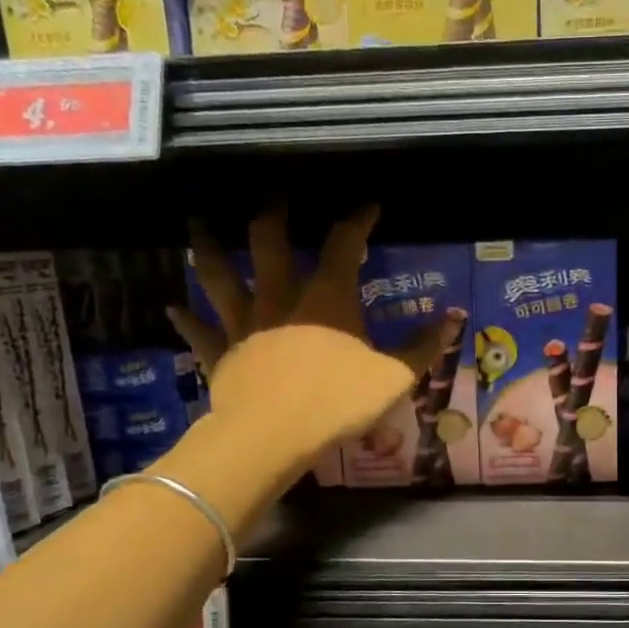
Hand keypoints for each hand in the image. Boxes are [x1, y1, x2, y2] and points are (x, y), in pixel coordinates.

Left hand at [166, 209, 441, 471]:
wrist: (273, 437)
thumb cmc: (337, 402)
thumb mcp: (394, 377)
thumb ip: (423, 347)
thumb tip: (456, 317)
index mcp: (326, 299)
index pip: (343, 245)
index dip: (357, 220)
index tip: (368, 204)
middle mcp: (280, 299)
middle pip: (269, 243)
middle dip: (272, 213)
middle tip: (272, 191)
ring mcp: (244, 325)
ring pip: (220, 276)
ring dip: (208, 248)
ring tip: (198, 225)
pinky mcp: (220, 355)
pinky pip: (199, 332)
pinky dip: (186, 319)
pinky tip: (172, 307)